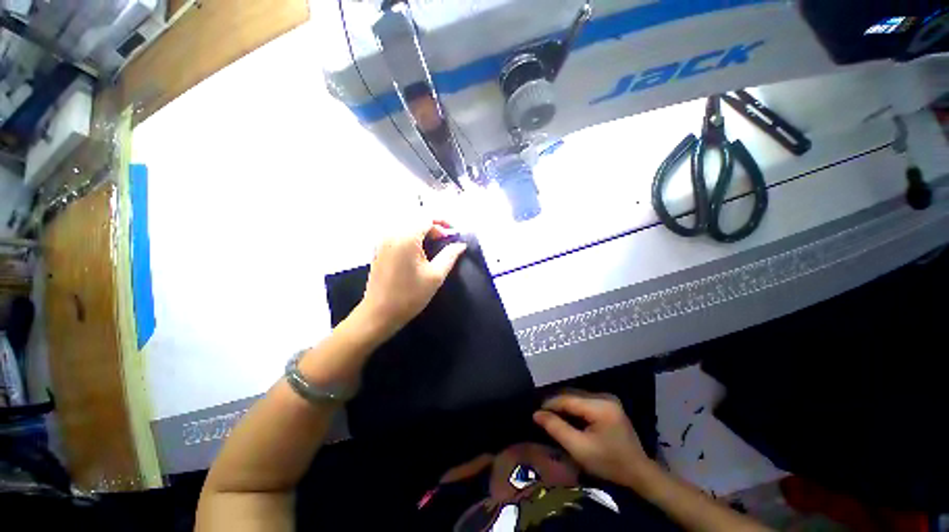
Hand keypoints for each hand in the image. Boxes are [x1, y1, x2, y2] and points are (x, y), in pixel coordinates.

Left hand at [358, 220, 466, 337]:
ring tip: (435, 245)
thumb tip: (461, 244)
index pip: (426, 218)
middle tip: (447, 240)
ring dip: (423, 231)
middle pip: (416, 219)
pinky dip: (412, 236)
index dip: (443, 222)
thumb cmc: (410, 295)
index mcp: (406, 237)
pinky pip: (398, 234)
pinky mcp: (379, 249)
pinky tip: (419, 251)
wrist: (379, 314)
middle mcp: (392, 233)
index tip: (455, 232)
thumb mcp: (435, 276)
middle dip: (434, 226)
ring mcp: (383, 241)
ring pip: (407, 226)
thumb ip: (450, 255)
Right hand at [533, 392, 653, 486]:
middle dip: (555, 404)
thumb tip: (537, 414)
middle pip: (572, 395)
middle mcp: (604, 396)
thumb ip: (557, 429)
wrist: (639, 473)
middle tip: (541, 414)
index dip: (549, 404)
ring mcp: (608, 399)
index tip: (536, 413)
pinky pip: (584, 400)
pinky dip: (573, 407)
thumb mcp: (580, 449)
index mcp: (600, 406)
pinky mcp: (609, 404)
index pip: (567, 399)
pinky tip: (566, 416)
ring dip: (563, 405)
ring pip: (577, 396)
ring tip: (550, 415)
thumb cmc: (609, 463)